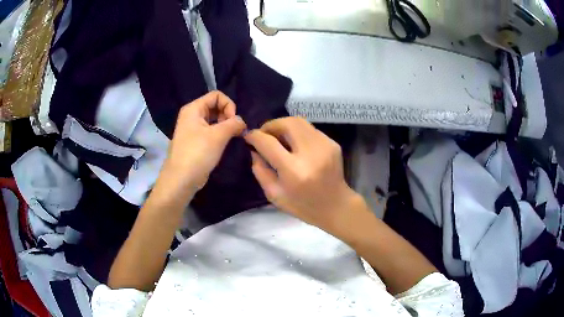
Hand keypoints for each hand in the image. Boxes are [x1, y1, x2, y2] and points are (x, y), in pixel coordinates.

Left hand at [157, 91, 245, 197]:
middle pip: (215, 106)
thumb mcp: (218, 135)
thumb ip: (234, 123)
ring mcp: (193, 129)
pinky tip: (225, 144)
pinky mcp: (196, 142)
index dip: (229, 105)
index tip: (233, 122)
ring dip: (225, 126)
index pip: (216, 95)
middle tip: (234, 131)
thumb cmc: (197, 154)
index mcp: (193, 109)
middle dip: (228, 116)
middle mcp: (192, 116)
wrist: (181, 180)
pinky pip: (211, 131)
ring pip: (214, 120)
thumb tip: (242, 122)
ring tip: (231, 138)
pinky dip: (220, 135)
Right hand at [244, 117, 361, 231]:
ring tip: (278, 137)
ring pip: (299, 121)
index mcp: (294, 171)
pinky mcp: (332, 143)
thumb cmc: (303, 206)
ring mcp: (324, 145)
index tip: (248, 136)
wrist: (336, 206)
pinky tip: (295, 144)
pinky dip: (297, 132)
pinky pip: (309, 129)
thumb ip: (260, 170)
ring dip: (283, 126)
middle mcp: (311, 153)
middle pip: (286, 124)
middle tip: (264, 135)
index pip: (269, 143)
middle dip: (270, 125)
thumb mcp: (274, 195)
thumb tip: (254, 149)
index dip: (255, 136)